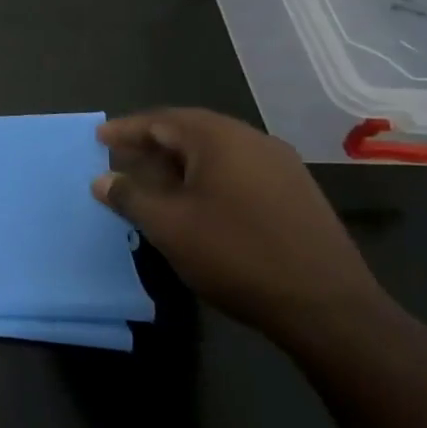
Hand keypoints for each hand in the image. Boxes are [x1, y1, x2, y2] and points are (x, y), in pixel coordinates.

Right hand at [91, 108, 388, 346]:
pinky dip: (206, 178)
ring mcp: (280, 165)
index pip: (160, 120)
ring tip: (152, 184)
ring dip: (179, 163)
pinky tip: (195, 203)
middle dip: (152, 145)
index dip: (126, 130)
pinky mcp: (296, 193)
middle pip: (190, 131)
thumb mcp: (168, 226)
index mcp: (219, 138)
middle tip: (121, 160)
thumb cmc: (236, 254)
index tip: (98, 138)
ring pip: (215, 152)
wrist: (327, 307)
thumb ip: (130, 196)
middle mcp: (252, 140)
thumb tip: (102, 179)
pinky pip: (238, 171)